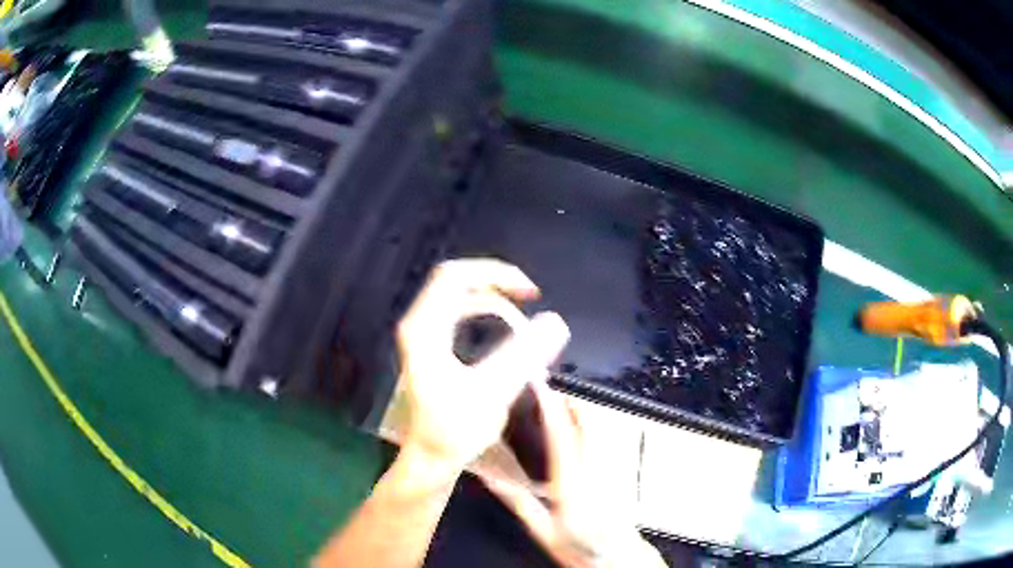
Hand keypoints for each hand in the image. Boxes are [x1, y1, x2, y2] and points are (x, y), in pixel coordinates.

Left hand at [397, 259, 569, 474]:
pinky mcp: (431, 347)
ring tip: (524, 314)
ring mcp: (423, 335)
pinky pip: (459, 313)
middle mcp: (419, 324)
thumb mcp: (491, 393)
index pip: (453, 276)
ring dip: (494, 299)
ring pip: (459, 296)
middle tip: (530, 295)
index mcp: (424, 329)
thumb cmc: (454, 430)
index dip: (493, 273)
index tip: (529, 291)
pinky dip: (486, 314)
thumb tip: (556, 321)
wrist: (431, 458)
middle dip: (496, 283)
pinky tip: (507, 331)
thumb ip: (522, 356)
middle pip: (456, 281)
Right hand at [477, 382, 666, 567]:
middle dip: (571, 398)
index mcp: (572, 484)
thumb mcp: (540, 528)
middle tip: (550, 390)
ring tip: (566, 403)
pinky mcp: (627, 469)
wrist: (617, 558)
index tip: (538, 385)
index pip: (561, 434)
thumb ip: (516, 499)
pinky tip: (589, 425)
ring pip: (605, 424)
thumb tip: (490, 477)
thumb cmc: (577, 546)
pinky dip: (600, 424)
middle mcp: (597, 470)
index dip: (549, 405)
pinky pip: (616, 435)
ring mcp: (617, 467)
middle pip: (590, 420)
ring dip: (585, 409)